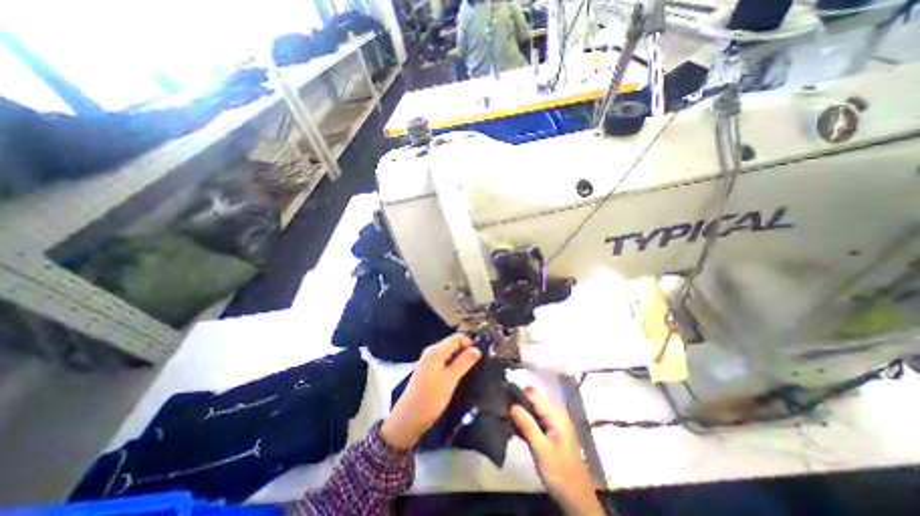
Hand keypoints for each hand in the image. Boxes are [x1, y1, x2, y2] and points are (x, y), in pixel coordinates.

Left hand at [380, 335, 481, 451]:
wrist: (407, 419)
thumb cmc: (429, 399)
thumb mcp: (450, 380)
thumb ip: (464, 362)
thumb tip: (477, 349)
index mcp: (436, 351)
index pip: (457, 337)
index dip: (470, 343)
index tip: (480, 356)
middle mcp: (432, 352)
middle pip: (453, 344)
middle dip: (466, 351)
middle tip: (479, 365)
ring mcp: (429, 361)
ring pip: (450, 354)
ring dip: (461, 360)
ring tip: (472, 371)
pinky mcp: (429, 370)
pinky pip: (445, 362)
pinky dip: (454, 366)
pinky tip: (460, 376)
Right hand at [510, 390, 605, 513]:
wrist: (577, 498)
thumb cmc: (560, 474)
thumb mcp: (541, 450)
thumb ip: (527, 426)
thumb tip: (512, 405)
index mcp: (555, 414)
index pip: (533, 393)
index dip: (518, 395)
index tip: (503, 402)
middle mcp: (555, 412)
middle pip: (532, 398)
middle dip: (518, 403)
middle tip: (503, 413)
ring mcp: (553, 420)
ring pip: (532, 407)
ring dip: (520, 412)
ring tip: (506, 419)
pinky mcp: (550, 429)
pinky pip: (535, 417)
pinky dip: (525, 420)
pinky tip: (515, 428)